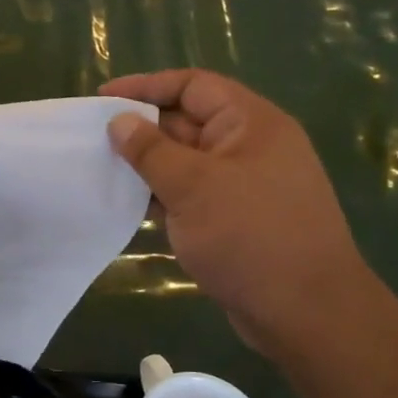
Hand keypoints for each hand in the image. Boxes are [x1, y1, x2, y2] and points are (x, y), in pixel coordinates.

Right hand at [100, 70, 379, 357]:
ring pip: (186, 161)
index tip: (103, 99)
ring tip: (102, 170)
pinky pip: (192, 193)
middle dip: (142, 128)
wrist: (304, 311)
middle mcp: (250, 146)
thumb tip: (120, 122)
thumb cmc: (249, 236)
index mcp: (251, 124)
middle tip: (93, 139)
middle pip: (188, 121)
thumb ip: (151, 150)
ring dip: (147, 164)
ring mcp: (244, 184)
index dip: (146, 86)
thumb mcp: (192, 186)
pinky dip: (162, 194)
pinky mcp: (236, 218)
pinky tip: (130, 204)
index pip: (193, 86)